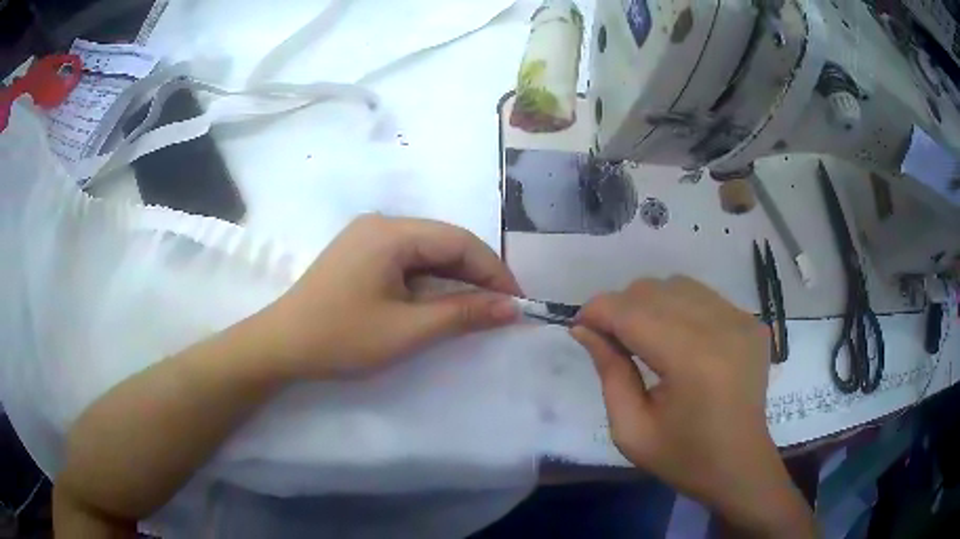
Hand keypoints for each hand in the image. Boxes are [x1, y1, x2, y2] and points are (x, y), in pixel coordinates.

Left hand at [254, 215, 520, 378]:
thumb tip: (512, 307)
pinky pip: (406, 260)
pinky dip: (429, 280)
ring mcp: (366, 237)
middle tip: (501, 308)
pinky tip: (439, 300)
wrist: (281, 345)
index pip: (459, 241)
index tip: (517, 302)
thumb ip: (463, 313)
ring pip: (426, 251)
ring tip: (477, 307)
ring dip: (454, 278)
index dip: (494, 271)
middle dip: (476, 274)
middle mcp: (380, 224)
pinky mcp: (359, 253)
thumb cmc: (342, 337)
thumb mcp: (408, 330)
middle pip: (444, 242)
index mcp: (391, 233)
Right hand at [571, 277, 815, 536]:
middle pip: (654, 290)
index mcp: (692, 362)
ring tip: (643, 337)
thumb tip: (584, 328)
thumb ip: (609, 373)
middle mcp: (722, 328)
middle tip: (610, 339)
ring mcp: (742, 321)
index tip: (580, 325)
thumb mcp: (631, 429)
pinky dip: (679, 308)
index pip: (633, 313)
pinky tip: (676, 339)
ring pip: (678, 285)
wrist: (740, 465)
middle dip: (621, 307)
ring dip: (650, 304)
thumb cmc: (683, 458)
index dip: (598, 311)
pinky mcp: (752, 322)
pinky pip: (703, 296)